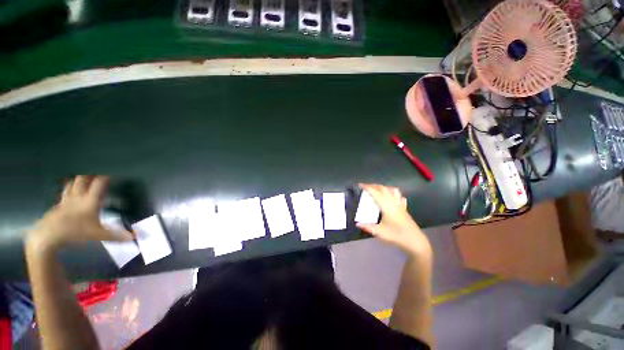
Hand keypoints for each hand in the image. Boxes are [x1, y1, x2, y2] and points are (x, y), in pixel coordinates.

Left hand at [27, 176, 133, 251]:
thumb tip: (135, 237)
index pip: (99, 183)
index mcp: (90, 201)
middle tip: (95, 171)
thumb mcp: (98, 236)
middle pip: (82, 179)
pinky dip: (68, 188)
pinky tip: (69, 190)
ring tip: (82, 176)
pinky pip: (64, 192)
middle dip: (89, 174)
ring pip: (72, 183)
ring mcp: (66, 200)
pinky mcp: (58, 205)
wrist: (48, 236)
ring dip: (77, 179)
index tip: (111, 172)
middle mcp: (78, 197)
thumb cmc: (76, 232)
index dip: (105, 176)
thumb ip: (116, 235)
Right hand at [356, 184, 431, 256]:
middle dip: (374, 186)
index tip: (360, 185)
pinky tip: (392, 197)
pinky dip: (394, 194)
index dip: (367, 188)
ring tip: (377, 190)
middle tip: (366, 187)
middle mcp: (393, 203)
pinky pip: (399, 197)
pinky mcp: (404, 209)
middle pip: (384, 189)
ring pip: (393, 190)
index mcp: (386, 206)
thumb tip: (357, 223)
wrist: (415, 241)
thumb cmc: (397, 235)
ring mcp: (400, 205)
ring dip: (384, 187)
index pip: (376, 193)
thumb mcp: (380, 232)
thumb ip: (368, 227)